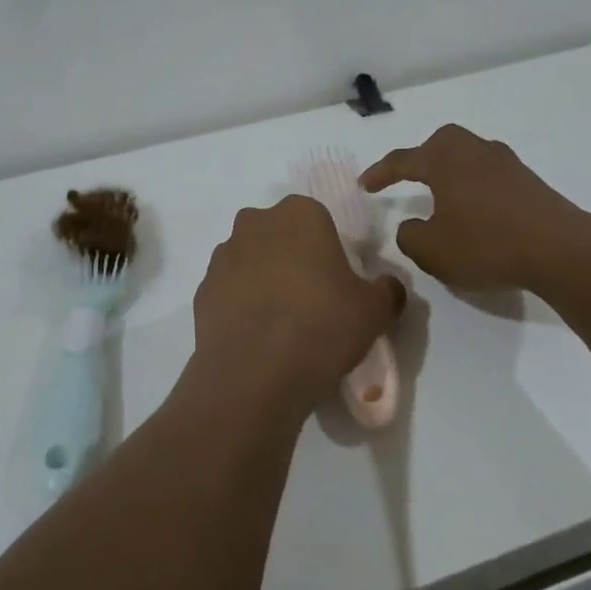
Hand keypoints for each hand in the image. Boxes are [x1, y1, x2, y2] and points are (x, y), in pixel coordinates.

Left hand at [187, 196, 405, 413]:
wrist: (254, 374)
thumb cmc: (322, 326)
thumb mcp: (375, 311)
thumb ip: (387, 290)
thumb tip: (387, 286)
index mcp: (299, 214)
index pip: (318, 218)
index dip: (328, 248)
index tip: (336, 281)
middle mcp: (256, 224)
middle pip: (280, 234)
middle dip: (293, 257)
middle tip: (313, 299)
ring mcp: (224, 256)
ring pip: (251, 259)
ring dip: (265, 279)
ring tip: (284, 323)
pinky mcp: (203, 289)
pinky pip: (230, 290)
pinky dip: (242, 305)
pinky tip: (258, 336)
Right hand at [361, 124, 590, 293]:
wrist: (562, 250)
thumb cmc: (487, 244)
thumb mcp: (432, 250)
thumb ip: (410, 236)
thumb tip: (412, 226)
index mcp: (444, 159)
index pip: (402, 160)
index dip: (380, 173)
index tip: (364, 185)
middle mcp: (474, 150)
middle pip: (440, 144)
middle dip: (421, 159)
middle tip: (408, 179)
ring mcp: (506, 163)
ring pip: (467, 158)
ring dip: (450, 174)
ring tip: (443, 199)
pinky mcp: (529, 182)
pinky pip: (489, 176)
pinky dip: (474, 188)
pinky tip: (476, 213)